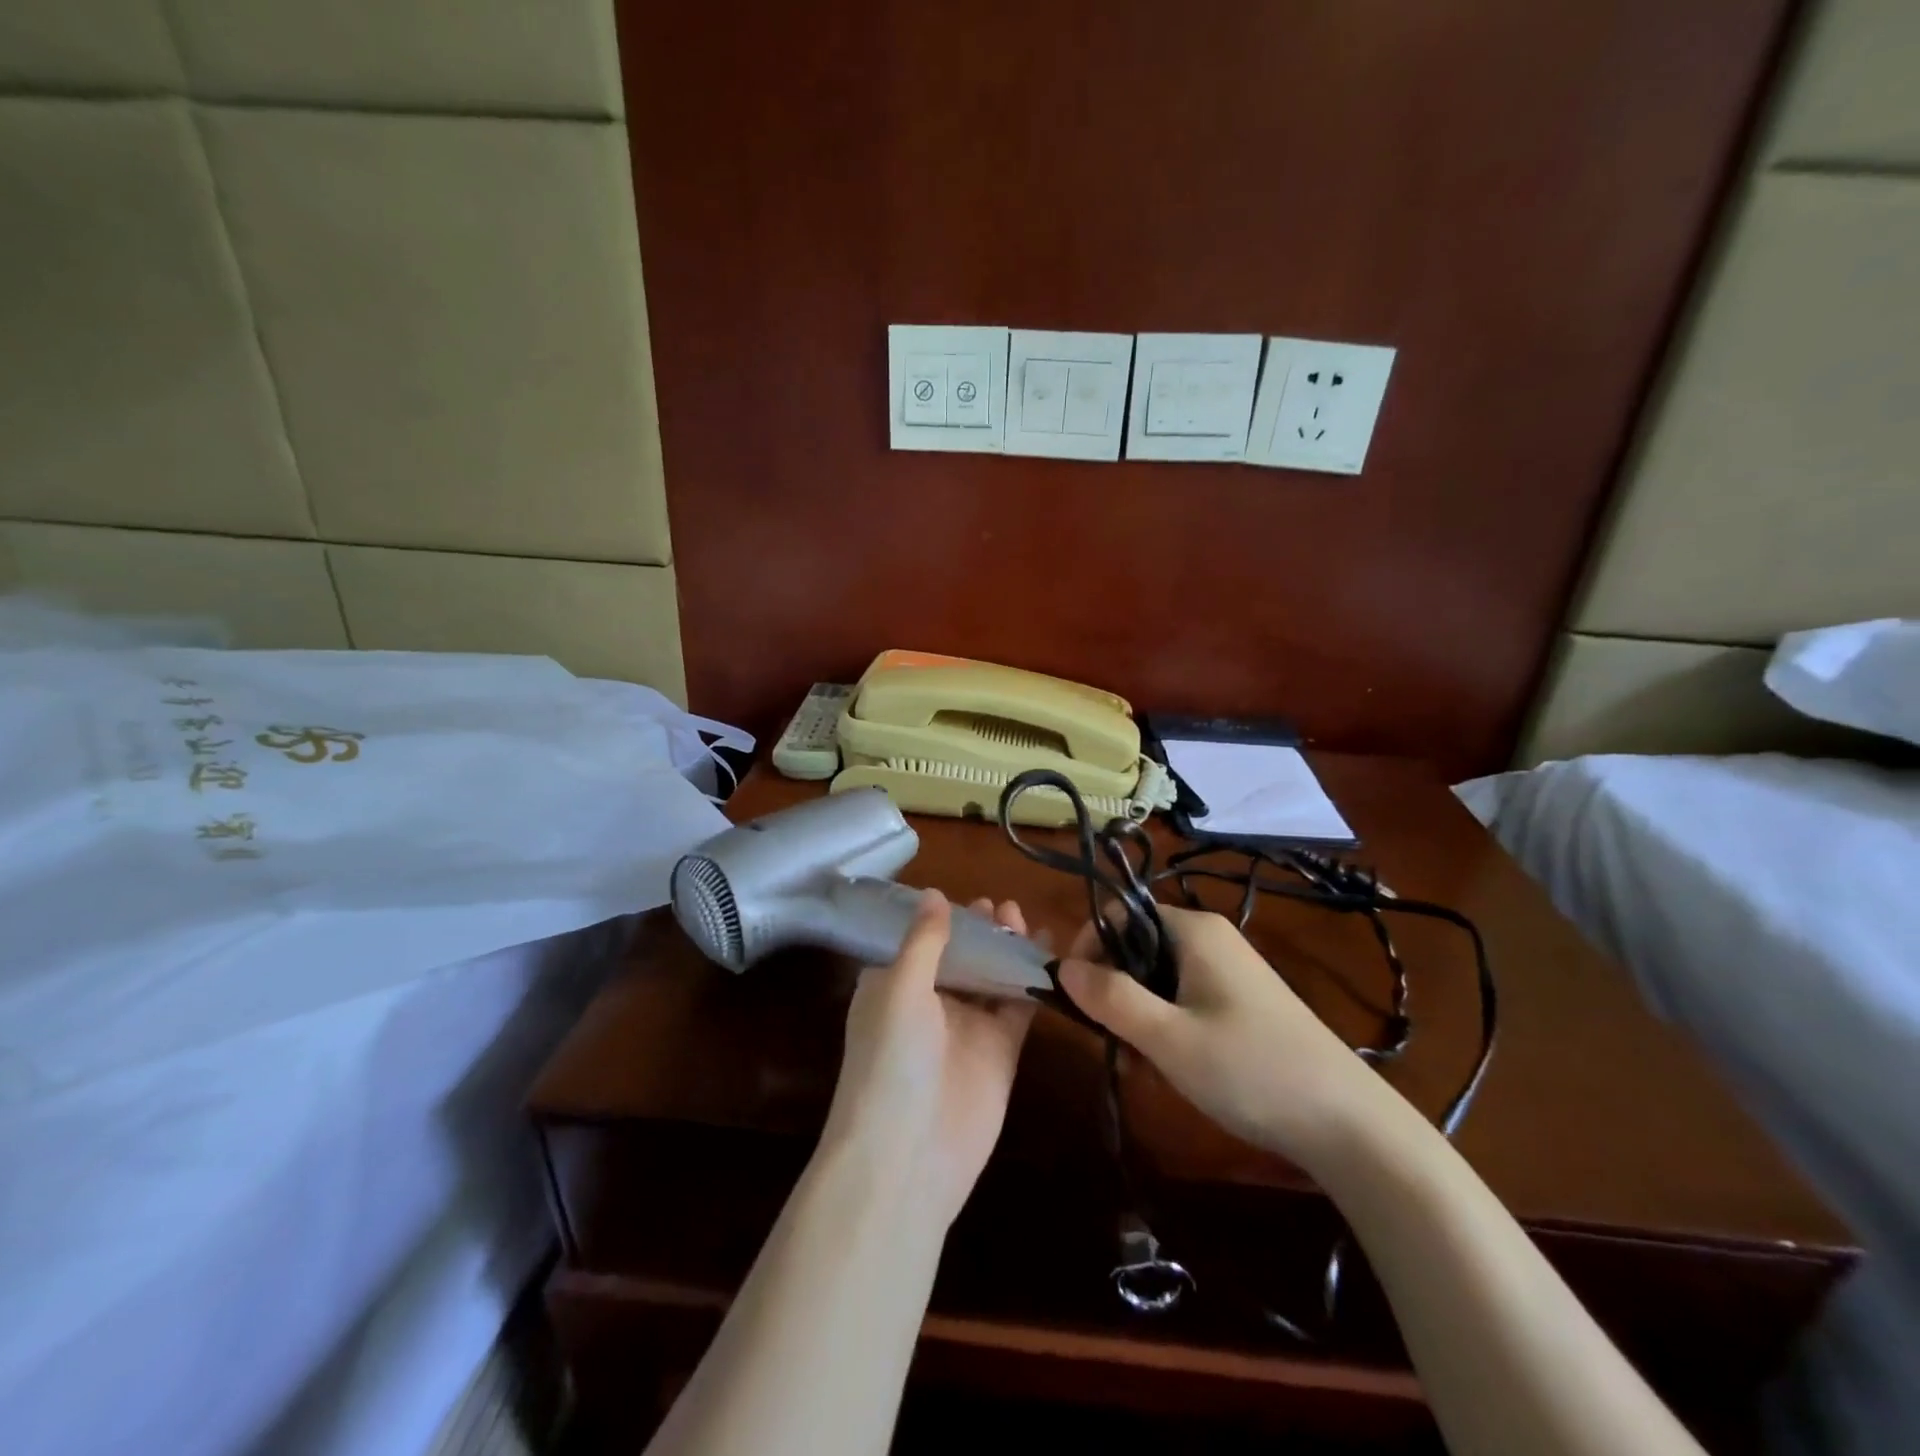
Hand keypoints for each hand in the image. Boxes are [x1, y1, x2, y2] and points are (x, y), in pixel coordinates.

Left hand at [820, 890, 1037, 1226]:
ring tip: (1024, 918)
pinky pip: (1018, 1005)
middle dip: (981, 929)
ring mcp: (967, 1026)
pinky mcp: (1000, 1049)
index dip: (944, 917)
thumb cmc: (891, 1060)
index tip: (969, 895)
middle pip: (961, 955)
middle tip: (1005, 906)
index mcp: (893, 985)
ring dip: (1007, 948)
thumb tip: (934, 893)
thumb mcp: (900, 988)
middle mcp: (928, 1002)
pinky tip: (1051, 954)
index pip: (921, 940)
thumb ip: (923, 941)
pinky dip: (1033, 980)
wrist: (909, 1156)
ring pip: (991, 975)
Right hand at [1057, 905, 1386, 1172]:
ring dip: (1138, 1015)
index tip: (1075, 996)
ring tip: (1140, 1064)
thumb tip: (1061, 966)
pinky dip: (1166, 1025)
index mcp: (1193, 930)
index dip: (1089, 948)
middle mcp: (1211, 939)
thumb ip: (1110, 998)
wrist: (1348, 1122)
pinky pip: (1184, 998)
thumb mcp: (1168, 1037)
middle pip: (1137, 946)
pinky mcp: (1242, 1002)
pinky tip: (1171, 1067)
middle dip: (1114, 990)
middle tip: (1110, 1040)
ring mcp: (1229, 971)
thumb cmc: (1250, 1069)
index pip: (1119, 915)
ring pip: (1158, 977)